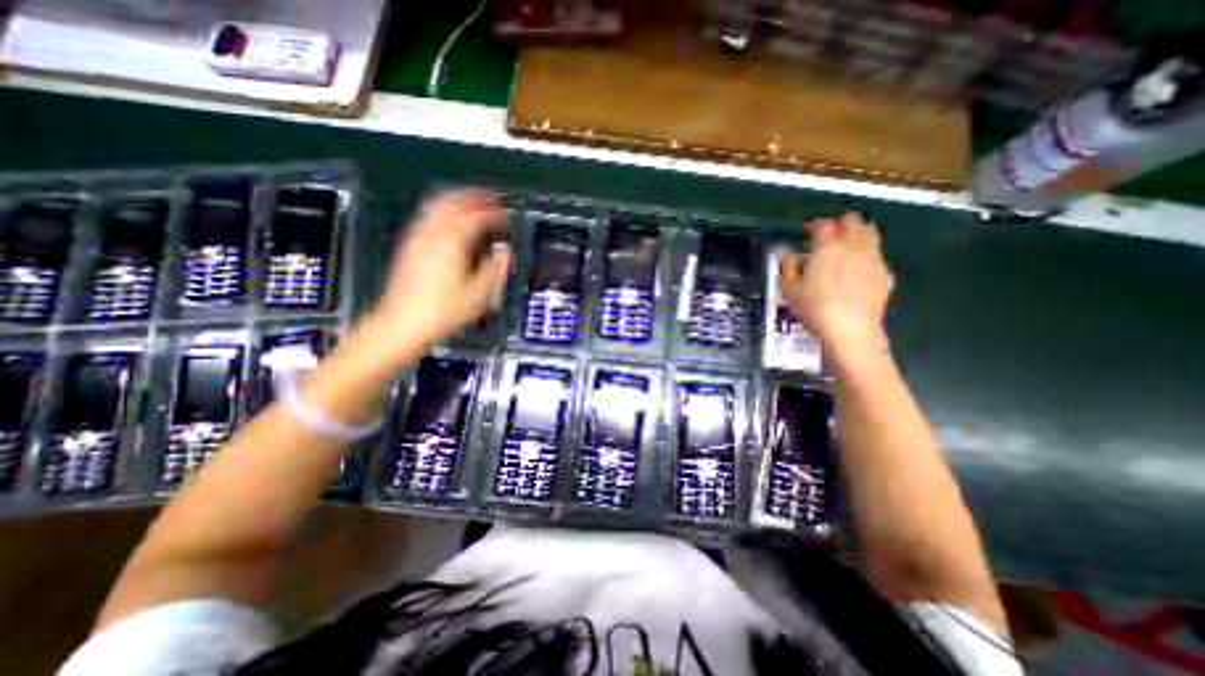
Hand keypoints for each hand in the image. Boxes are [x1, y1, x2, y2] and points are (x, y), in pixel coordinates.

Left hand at [361, 188, 507, 361]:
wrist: (402, 324)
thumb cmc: (443, 311)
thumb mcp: (479, 295)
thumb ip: (494, 270)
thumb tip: (503, 252)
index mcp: (452, 241)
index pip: (476, 216)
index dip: (494, 213)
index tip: (506, 216)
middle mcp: (432, 233)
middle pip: (453, 202)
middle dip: (474, 197)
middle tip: (491, 199)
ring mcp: (416, 237)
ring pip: (436, 206)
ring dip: (456, 200)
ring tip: (472, 203)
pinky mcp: (408, 246)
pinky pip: (426, 217)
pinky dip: (442, 211)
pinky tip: (448, 221)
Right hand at [782, 211, 892, 358]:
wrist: (850, 329)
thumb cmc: (814, 308)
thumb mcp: (789, 289)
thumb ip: (788, 267)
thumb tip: (792, 256)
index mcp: (827, 247)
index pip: (823, 224)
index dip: (813, 225)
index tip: (805, 233)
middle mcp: (853, 245)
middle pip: (852, 221)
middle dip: (838, 224)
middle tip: (826, 237)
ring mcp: (872, 257)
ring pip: (869, 232)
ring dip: (855, 234)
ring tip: (844, 248)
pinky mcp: (884, 272)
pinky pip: (876, 252)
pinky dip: (865, 252)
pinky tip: (855, 268)